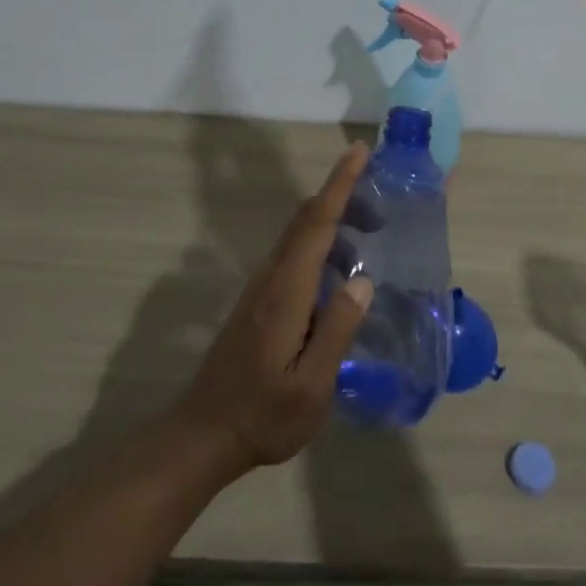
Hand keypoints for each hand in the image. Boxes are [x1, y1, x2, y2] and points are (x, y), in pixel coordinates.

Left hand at [173, 145, 375, 469]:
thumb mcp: (311, 387)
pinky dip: (321, 244)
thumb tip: (362, 278)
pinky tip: (339, 272)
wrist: (204, 435)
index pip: (317, 223)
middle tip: (380, 209)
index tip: (359, 151)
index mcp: (287, 291)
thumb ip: (337, 330)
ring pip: (299, 235)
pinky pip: (294, 254)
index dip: (340, 184)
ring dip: (333, 224)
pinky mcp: (259, 300)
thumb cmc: (262, 415)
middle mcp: (272, 277)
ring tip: (368, 240)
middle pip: (307, 219)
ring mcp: (262, 287)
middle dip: (342, 198)